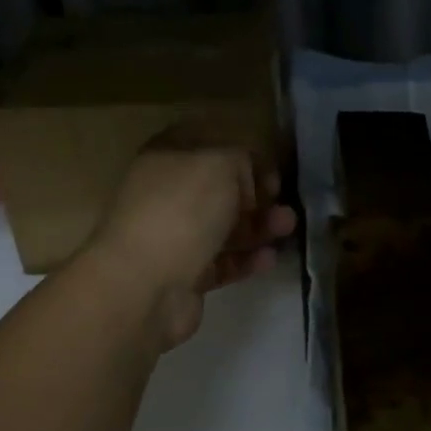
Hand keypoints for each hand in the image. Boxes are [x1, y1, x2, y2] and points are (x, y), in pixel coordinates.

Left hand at [85, 131, 296, 350]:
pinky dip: (247, 259)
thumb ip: (244, 161)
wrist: (143, 286)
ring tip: (288, 227)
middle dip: (256, 193)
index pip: (207, 143)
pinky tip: (270, 258)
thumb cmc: (182, 210)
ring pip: (224, 226)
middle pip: (219, 188)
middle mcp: (166, 193)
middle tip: (284, 200)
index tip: (269, 165)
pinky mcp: (184, 274)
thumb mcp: (222, 164)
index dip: (240, 151)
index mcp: (166, 157)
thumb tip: (251, 178)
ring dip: (258, 225)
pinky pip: (222, 261)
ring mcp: (173, 236)